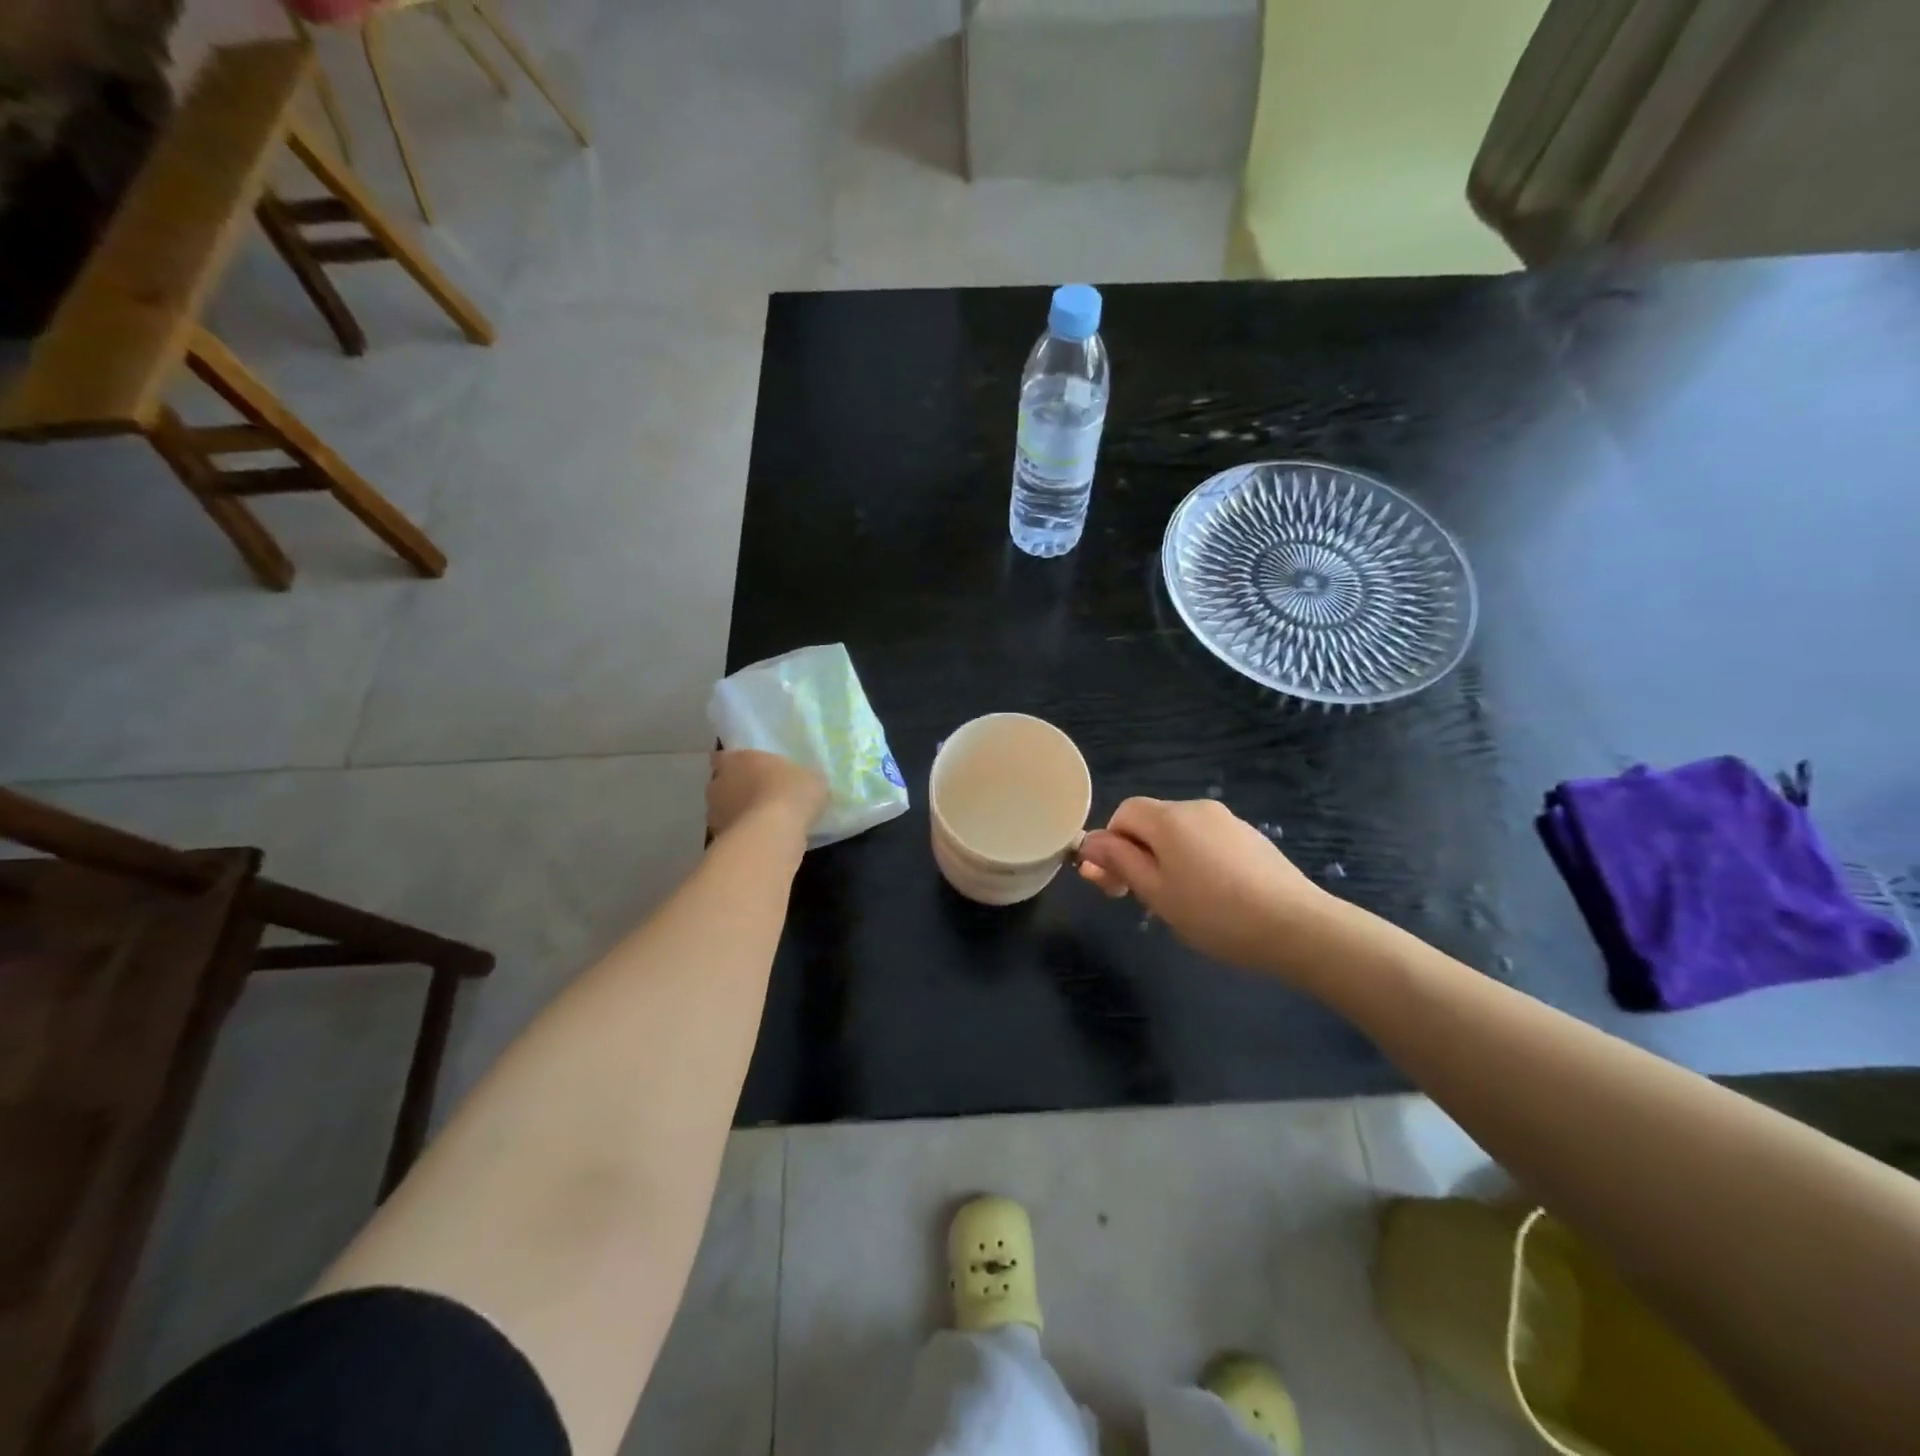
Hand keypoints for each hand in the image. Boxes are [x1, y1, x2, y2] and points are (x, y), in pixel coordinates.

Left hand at [707, 750, 826, 841]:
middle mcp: (718, 783)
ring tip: (764, 823)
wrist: (773, 833)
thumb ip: (803, 777)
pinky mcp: (720, 839)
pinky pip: (733, 833)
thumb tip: (808, 781)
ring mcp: (715, 814)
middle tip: (761, 796)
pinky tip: (764, 840)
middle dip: (737, 789)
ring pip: (724, 811)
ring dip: (739, 815)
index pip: (723, 757)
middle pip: (722, 784)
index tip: (750, 770)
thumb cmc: (790, 792)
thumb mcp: (811, 778)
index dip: (736, 764)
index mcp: (736, 760)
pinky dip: (744, 836)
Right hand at [1077, 798, 1335, 975]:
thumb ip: (1119, 861)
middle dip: (1138, 854)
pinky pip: (1208, 842)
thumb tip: (1088, 841)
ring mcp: (1229, 822)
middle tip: (1142, 899)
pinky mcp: (1252, 839)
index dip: (1111, 844)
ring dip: (1167, 860)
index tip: (1115, 884)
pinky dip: (1197, 862)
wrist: (1297, 926)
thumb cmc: (1214, 913)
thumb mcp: (1155, 892)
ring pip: (1180, 834)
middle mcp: (1198, 809)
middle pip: (1152, 822)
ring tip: (1181, 904)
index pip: (1123, 813)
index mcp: (1169, 818)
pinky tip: (1214, 899)